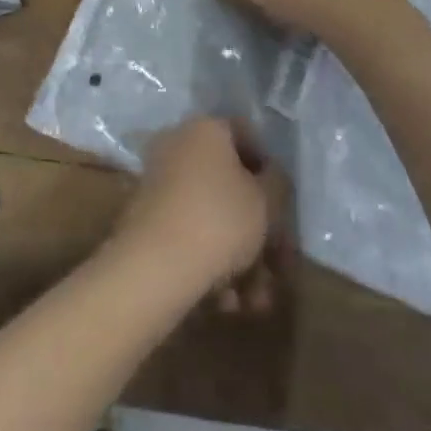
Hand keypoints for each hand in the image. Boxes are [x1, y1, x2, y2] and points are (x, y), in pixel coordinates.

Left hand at [112, 117, 288, 311]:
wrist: (154, 266)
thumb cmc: (219, 220)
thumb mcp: (267, 200)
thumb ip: (277, 183)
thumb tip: (271, 177)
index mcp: (206, 128)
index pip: (246, 135)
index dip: (269, 169)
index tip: (282, 204)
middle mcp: (179, 145)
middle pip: (230, 184)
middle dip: (258, 229)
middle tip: (278, 267)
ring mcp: (160, 182)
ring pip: (212, 216)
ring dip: (240, 257)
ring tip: (256, 300)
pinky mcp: (148, 219)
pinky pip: (190, 234)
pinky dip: (211, 263)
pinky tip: (227, 301)